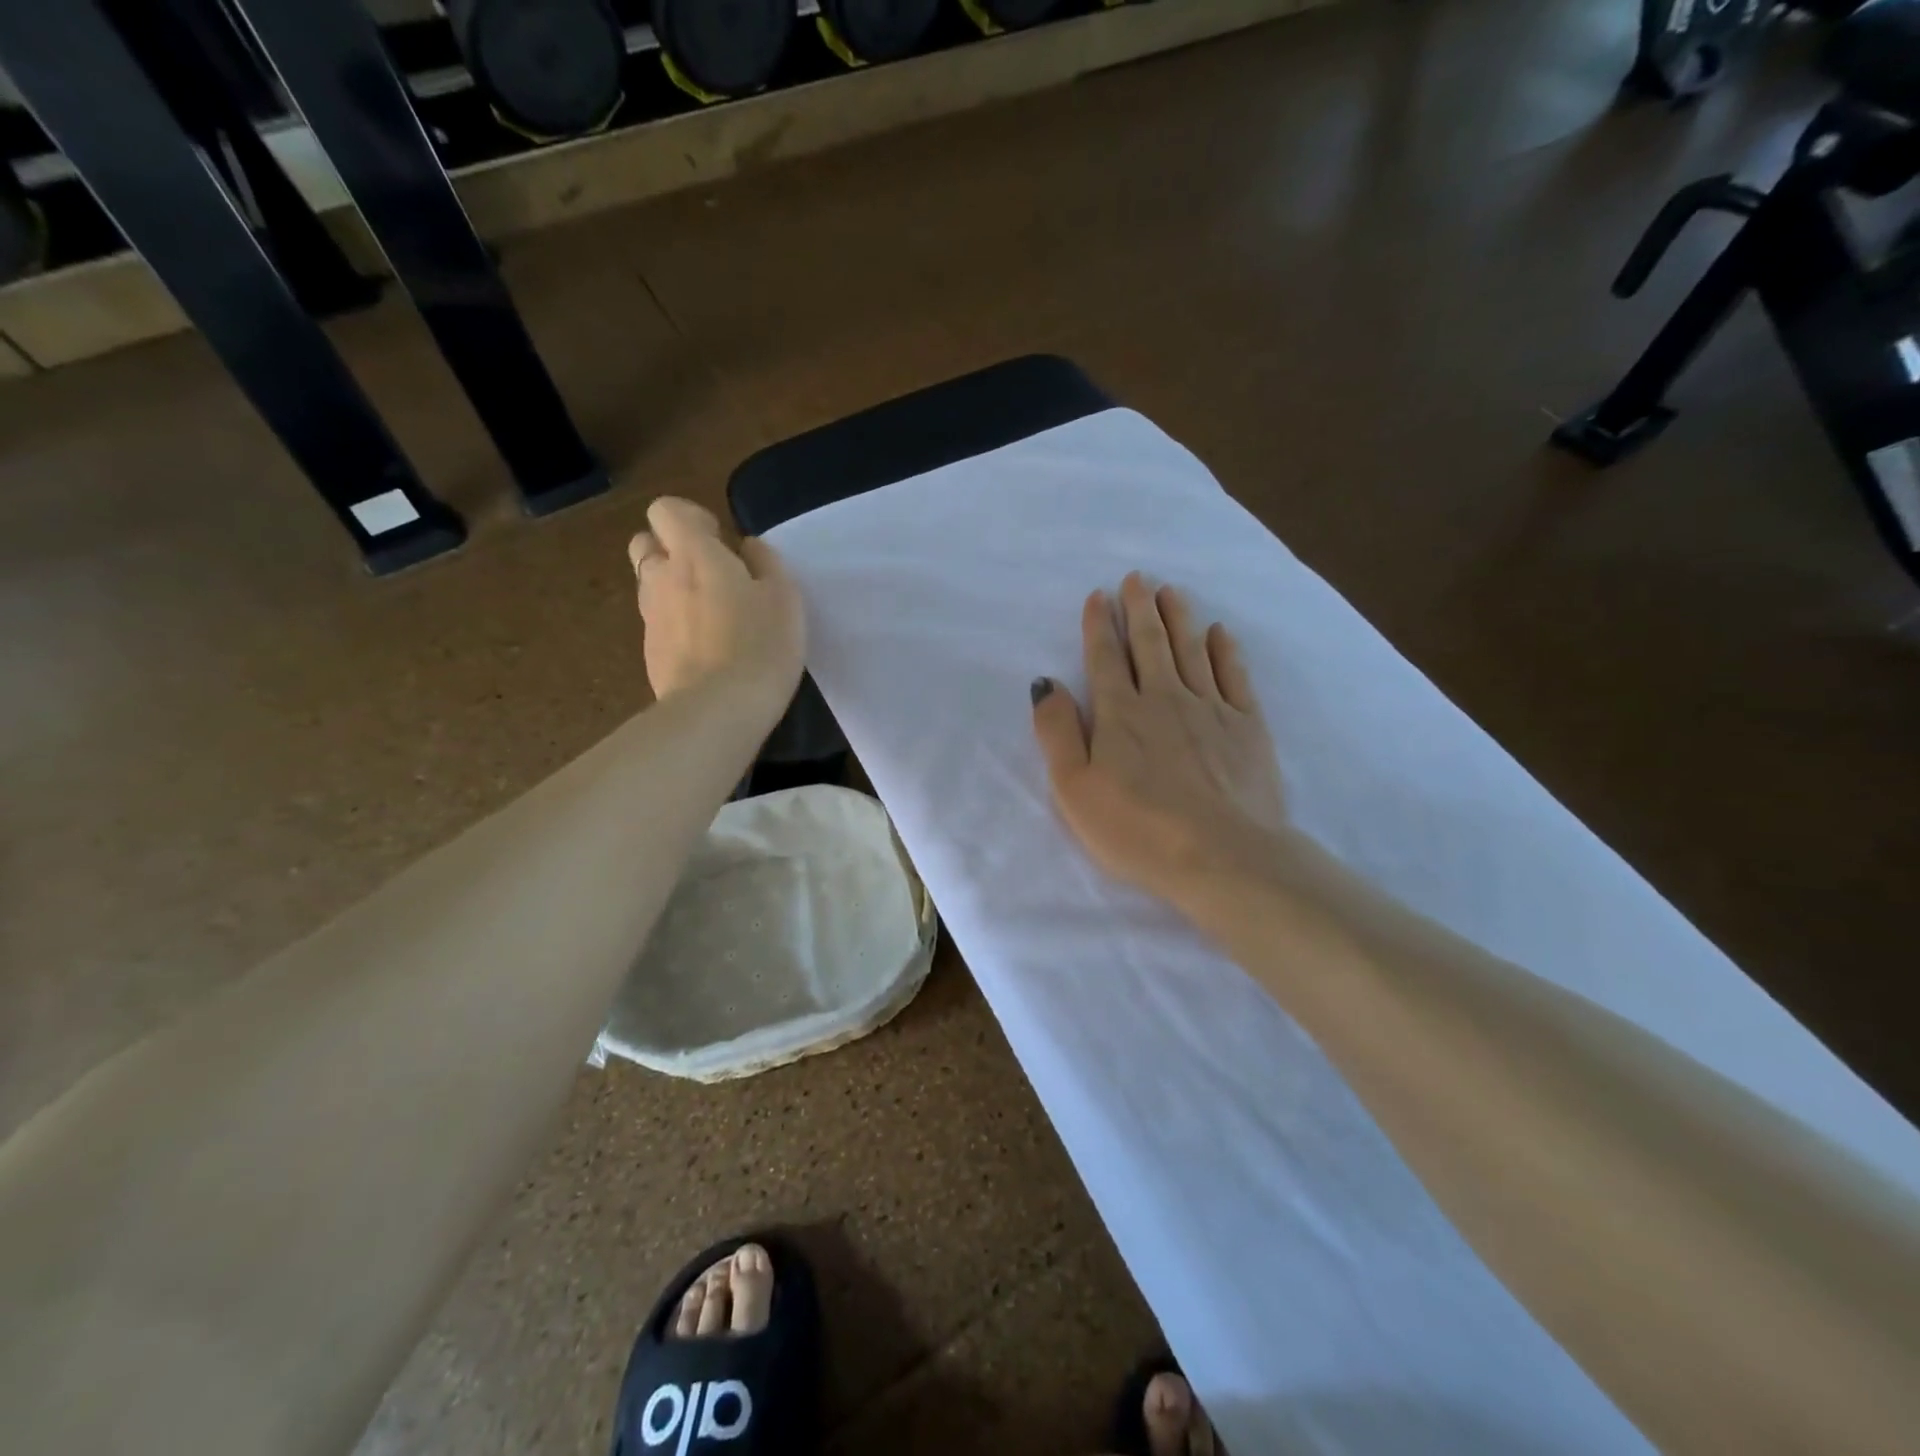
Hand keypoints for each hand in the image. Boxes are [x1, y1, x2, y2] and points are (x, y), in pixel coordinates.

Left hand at [629, 497, 804, 710]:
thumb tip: (747, 548)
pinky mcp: (650, 653)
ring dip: (673, 588)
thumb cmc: (760, 645)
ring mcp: (650, 618)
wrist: (717, 710)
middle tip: (710, 573)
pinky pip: (658, 624)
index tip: (720, 540)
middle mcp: (661, 578)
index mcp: (694, 554)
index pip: (665, 510)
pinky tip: (706, 649)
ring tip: (711, 614)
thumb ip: (766, 562)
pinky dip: (676, 625)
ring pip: (650, 585)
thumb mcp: (785, 597)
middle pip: (645, 544)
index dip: (690, 517)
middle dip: (671, 549)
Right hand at [1031, 573, 1286, 915]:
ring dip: (1179, 618)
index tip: (1099, 596)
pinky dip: (1225, 649)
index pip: (1105, 658)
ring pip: (1191, 650)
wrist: (1223, 856)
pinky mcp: (1247, 726)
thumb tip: (1046, 683)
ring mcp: (1211, 709)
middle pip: (1150, 643)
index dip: (1099, 625)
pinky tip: (1219, 633)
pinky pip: (1233, 675)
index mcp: (1120, 714)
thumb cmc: (1138, 829)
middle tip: (1138, 578)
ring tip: (1172, 592)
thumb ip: (1057, 732)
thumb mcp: (1075, 789)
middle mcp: (1164, 698)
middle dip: (1140, 608)